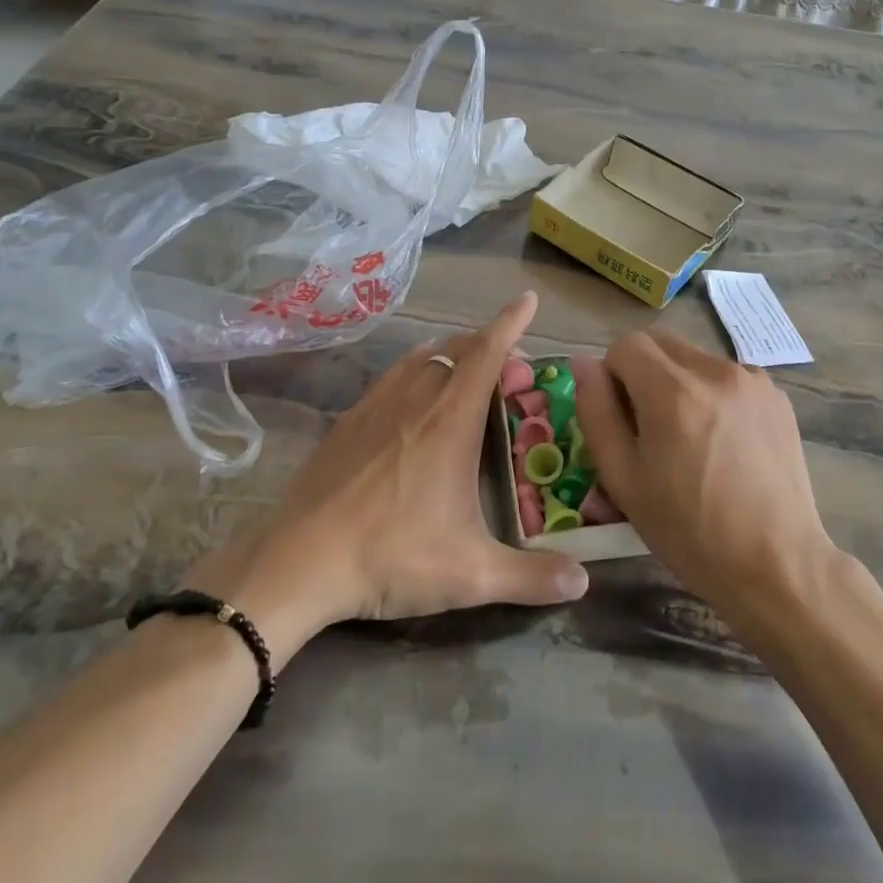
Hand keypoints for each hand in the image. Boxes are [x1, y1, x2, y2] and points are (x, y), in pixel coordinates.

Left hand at [187, 293, 588, 658]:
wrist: (300, 562)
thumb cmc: (392, 557)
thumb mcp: (471, 575)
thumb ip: (531, 577)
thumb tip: (583, 583)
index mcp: (452, 421)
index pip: (488, 353)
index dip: (511, 322)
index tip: (527, 299)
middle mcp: (417, 399)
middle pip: (457, 349)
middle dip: (488, 344)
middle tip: (508, 367)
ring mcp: (377, 405)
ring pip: (422, 358)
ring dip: (451, 354)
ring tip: (466, 369)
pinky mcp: (348, 421)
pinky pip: (392, 376)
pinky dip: (415, 369)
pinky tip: (412, 394)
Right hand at [573, 331, 835, 611]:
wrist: (777, 565)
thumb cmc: (689, 531)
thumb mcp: (624, 478)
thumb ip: (596, 412)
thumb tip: (584, 363)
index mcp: (672, 391)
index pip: (625, 344)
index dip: (612, 375)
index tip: (620, 417)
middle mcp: (715, 371)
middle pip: (660, 343)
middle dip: (643, 372)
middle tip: (649, 426)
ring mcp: (752, 380)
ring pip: (693, 358)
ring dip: (678, 382)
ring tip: (689, 438)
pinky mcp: (776, 396)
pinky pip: (727, 376)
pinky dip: (712, 394)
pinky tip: (723, 442)